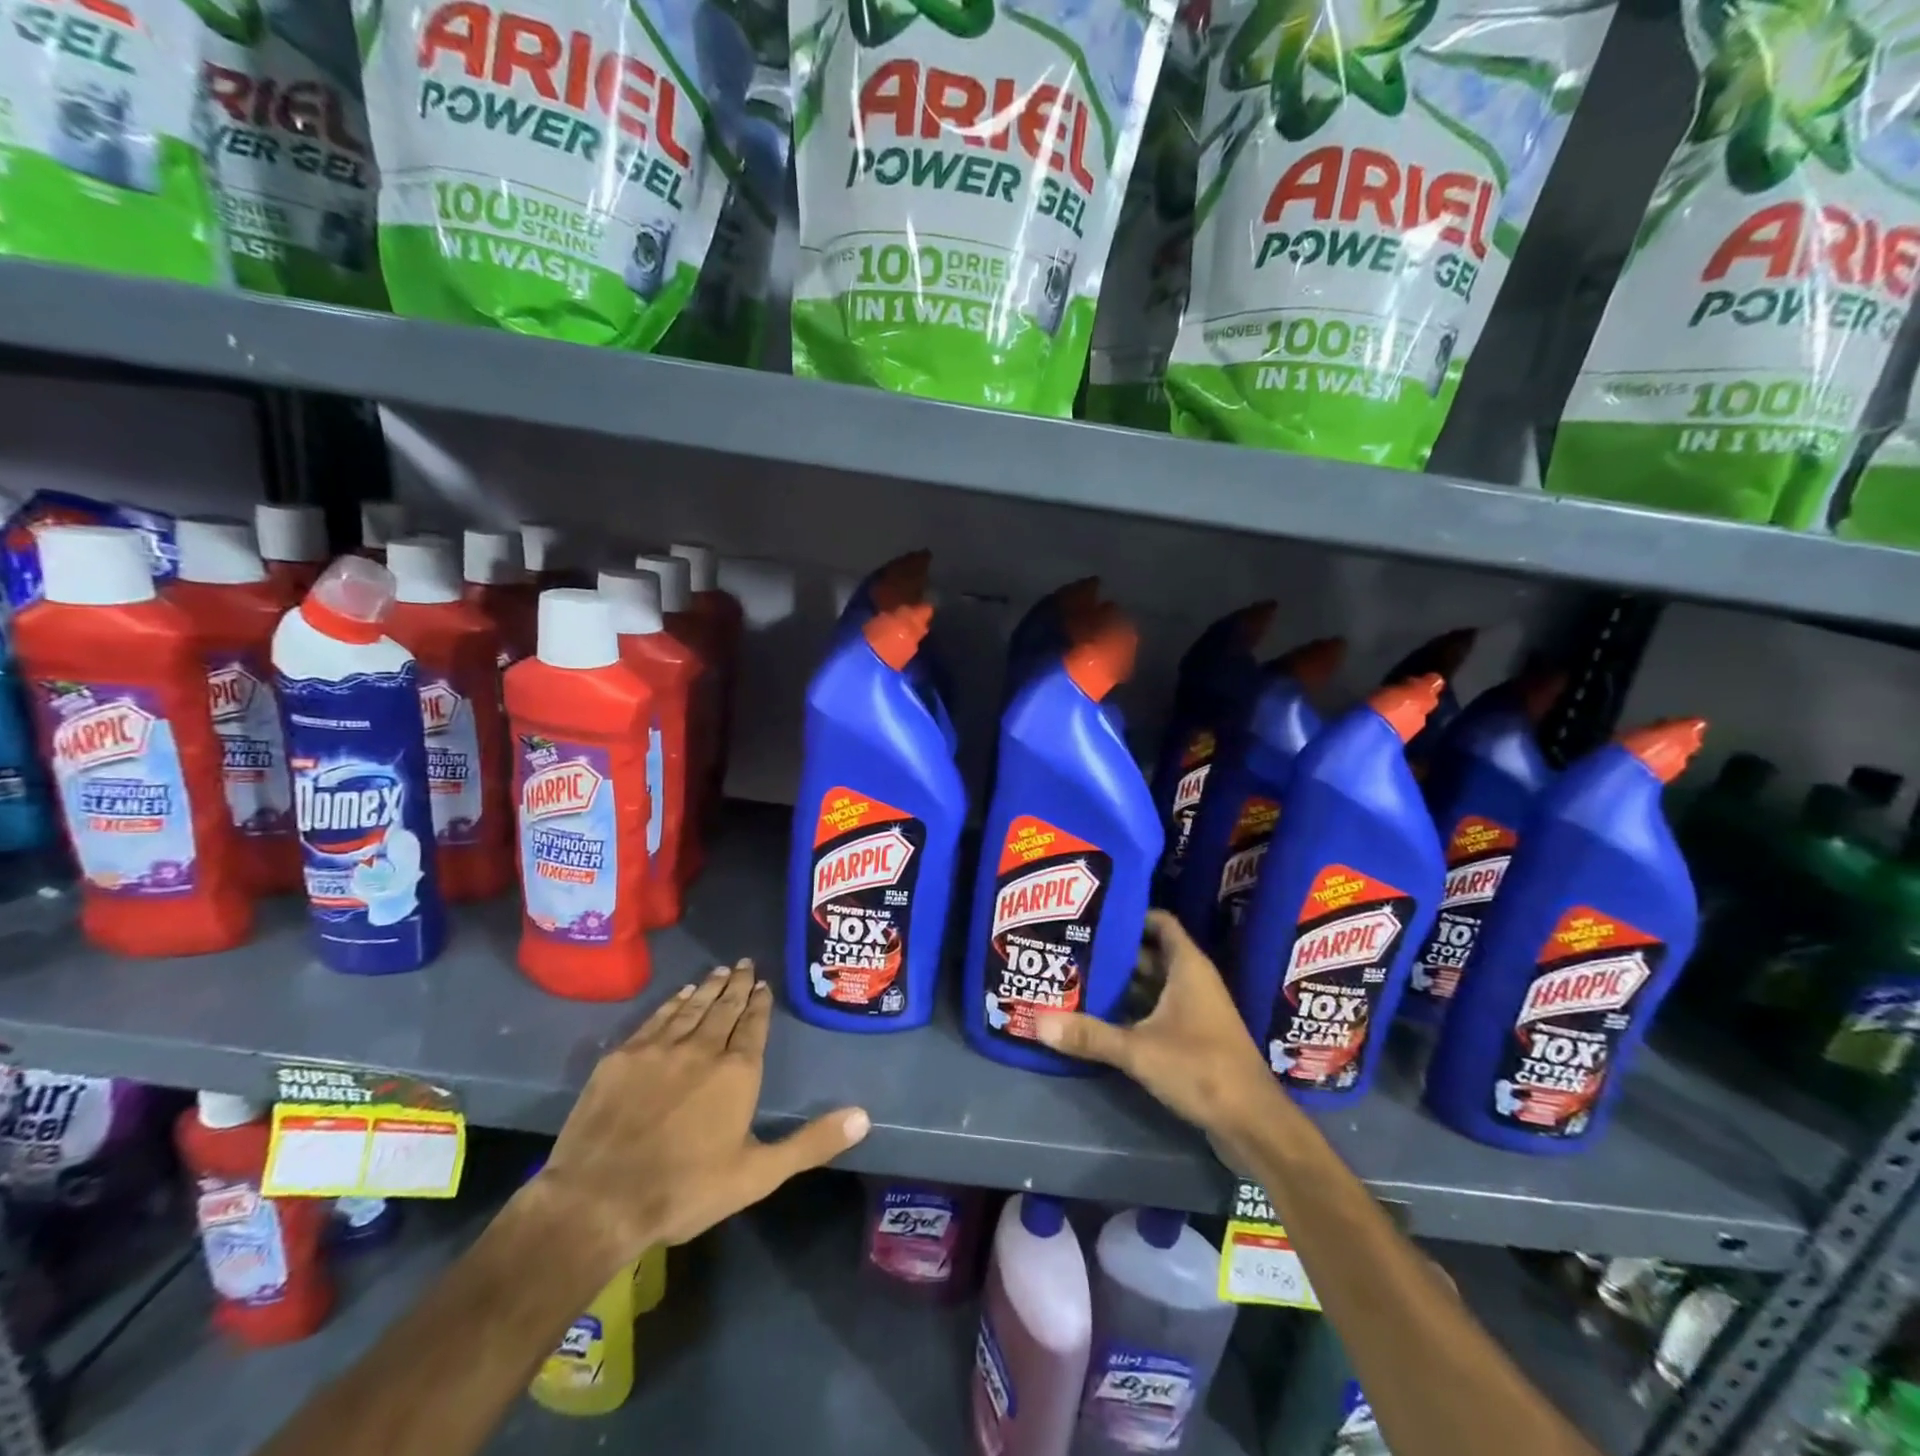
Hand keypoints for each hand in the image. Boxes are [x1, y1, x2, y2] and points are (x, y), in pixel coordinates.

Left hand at [533, 961, 870, 1270]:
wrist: (599, 1200)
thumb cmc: (686, 1190)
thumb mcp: (759, 1175)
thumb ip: (811, 1142)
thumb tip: (864, 1116)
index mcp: (737, 1072)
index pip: (753, 1026)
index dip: (760, 1004)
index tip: (763, 985)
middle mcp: (702, 1048)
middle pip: (724, 1008)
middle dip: (737, 985)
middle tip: (745, 964)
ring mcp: (659, 1049)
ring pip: (691, 1008)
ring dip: (708, 987)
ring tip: (720, 971)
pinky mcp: (623, 1057)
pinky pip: (656, 1018)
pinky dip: (672, 1003)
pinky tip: (680, 996)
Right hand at [1036, 911, 1286, 1165]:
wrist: (1253, 1124)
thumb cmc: (1201, 1069)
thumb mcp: (1139, 1050)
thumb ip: (1090, 1035)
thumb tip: (1037, 1021)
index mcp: (1188, 967)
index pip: (1159, 922)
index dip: (1130, 914)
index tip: (1093, 914)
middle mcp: (1193, 981)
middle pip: (1150, 953)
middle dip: (1115, 951)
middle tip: (1073, 946)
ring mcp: (1195, 1010)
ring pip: (1152, 984)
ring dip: (1121, 982)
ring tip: (1077, 976)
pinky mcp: (1193, 1038)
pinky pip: (1156, 1010)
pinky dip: (1132, 1009)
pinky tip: (1100, 1016)